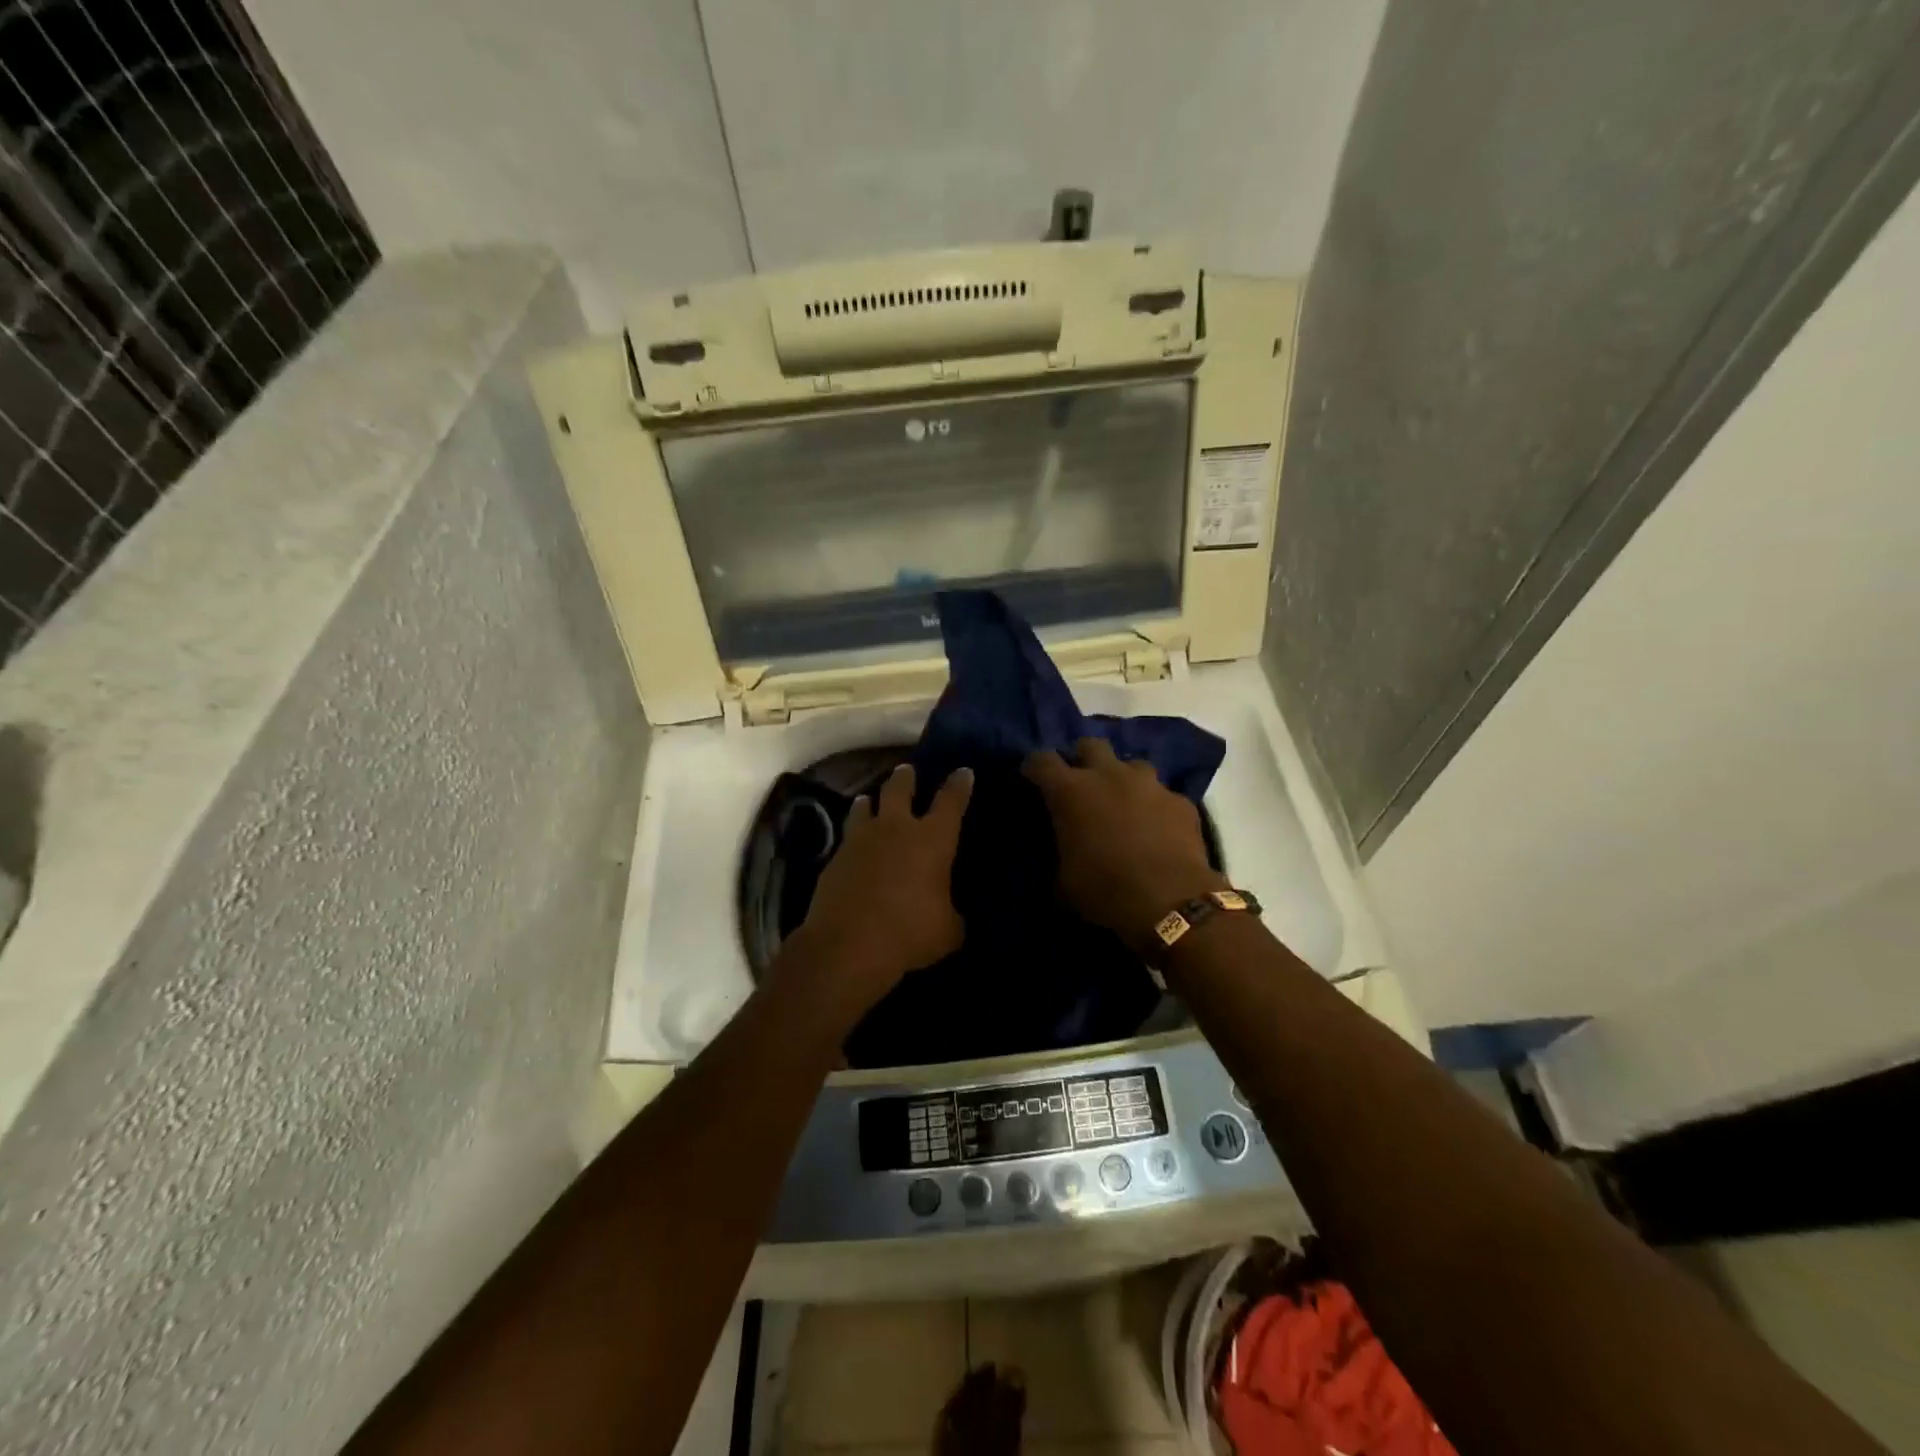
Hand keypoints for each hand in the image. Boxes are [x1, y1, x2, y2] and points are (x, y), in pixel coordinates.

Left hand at [784, 763, 973, 1020]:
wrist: (847, 945)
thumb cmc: (909, 933)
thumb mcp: (947, 931)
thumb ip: (952, 915)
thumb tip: (950, 916)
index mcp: (932, 839)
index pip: (951, 801)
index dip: (959, 785)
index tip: (963, 771)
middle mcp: (896, 829)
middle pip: (900, 789)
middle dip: (906, 778)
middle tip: (907, 771)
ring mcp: (860, 840)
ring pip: (865, 807)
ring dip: (871, 802)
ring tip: (870, 800)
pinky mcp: (834, 859)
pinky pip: (847, 838)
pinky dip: (853, 837)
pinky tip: (854, 847)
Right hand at [1023, 738, 1224, 953]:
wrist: (1170, 903)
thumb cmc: (1105, 891)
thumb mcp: (1064, 879)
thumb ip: (1060, 849)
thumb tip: (1063, 847)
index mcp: (1071, 791)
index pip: (1042, 760)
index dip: (1034, 767)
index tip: (1032, 777)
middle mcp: (1109, 775)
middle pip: (1090, 744)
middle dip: (1082, 758)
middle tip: (1081, 782)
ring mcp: (1149, 784)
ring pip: (1132, 764)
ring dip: (1123, 778)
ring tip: (1123, 802)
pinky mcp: (1180, 801)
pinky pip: (1163, 794)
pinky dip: (1155, 806)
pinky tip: (1157, 827)